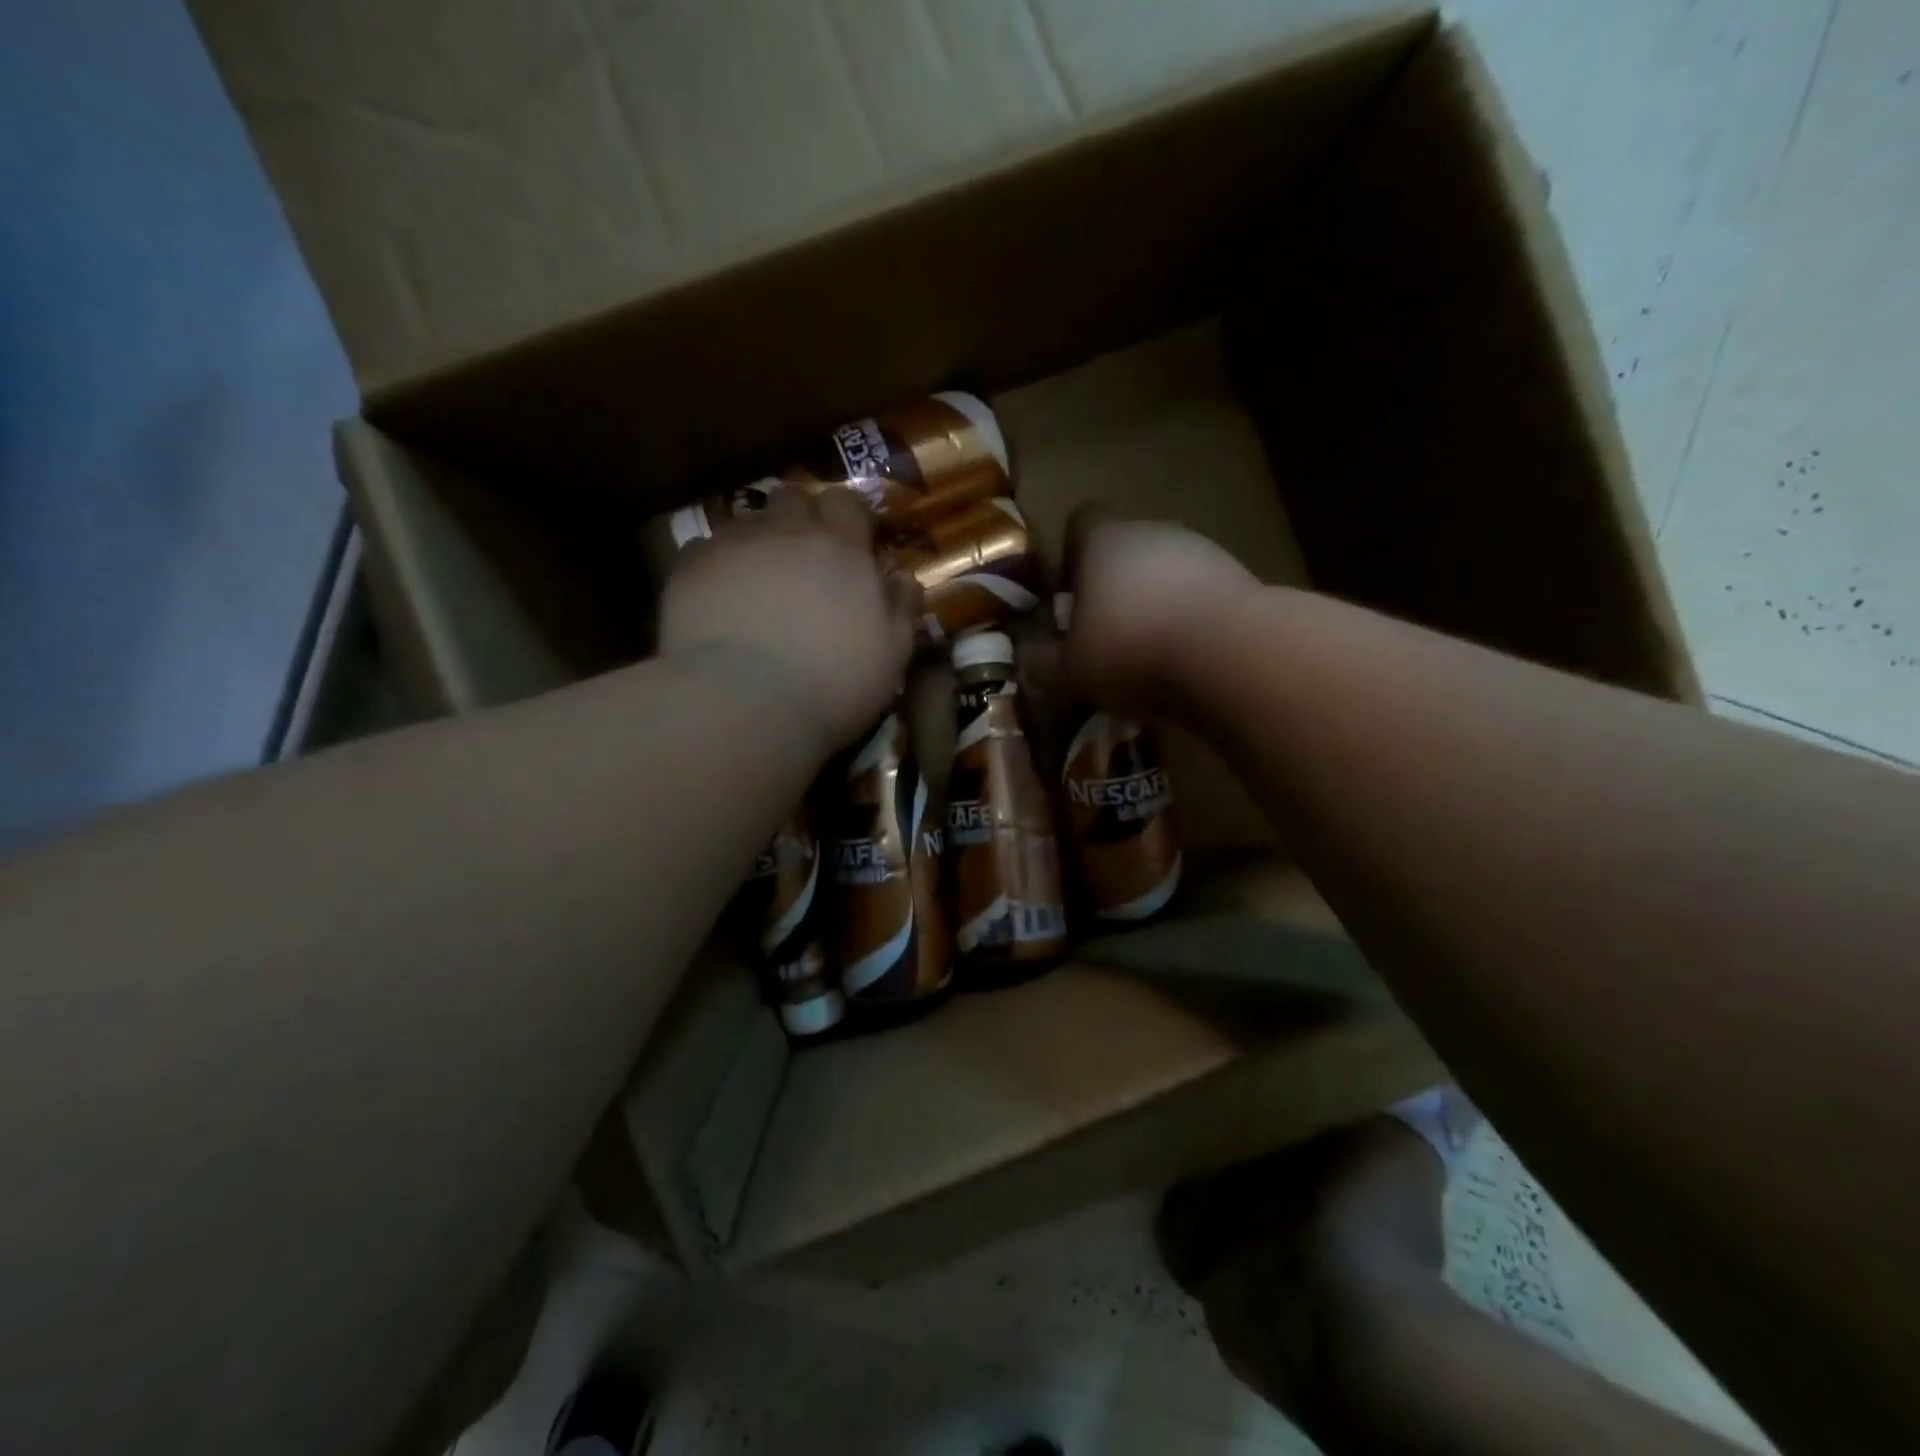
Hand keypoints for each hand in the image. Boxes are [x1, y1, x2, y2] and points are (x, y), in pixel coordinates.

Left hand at [659, 489, 917, 753]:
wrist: (745, 704)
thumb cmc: (834, 684)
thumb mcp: (891, 656)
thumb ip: (901, 609)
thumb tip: (903, 578)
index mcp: (841, 548)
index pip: (846, 502)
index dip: (848, 518)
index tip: (851, 544)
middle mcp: (786, 531)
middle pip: (793, 499)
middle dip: (800, 519)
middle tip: (804, 559)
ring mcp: (733, 545)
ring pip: (748, 523)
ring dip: (759, 543)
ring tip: (758, 585)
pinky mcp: (690, 568)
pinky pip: (705, 551)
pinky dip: (717, 568)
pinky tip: (720, 602)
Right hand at [1063, 514, 1255, 715]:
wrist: (1232, 654)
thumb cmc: (1132, 649)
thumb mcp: (1071, 670)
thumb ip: (1044, 664)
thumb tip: (1028, 661)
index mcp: (1104, 540)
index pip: (1080, 521)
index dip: (1071, 556)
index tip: (1070, 598)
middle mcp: (1153, 531)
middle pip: (1125, 548)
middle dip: (1114, 587)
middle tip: (1106, 635)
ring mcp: (1203, 550)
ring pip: (1166, 571)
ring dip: (1155, 602)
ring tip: (1151, 653)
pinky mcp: (1241, 577)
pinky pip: (1202, 593)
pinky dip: (1192, 618)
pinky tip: (1189, 658)